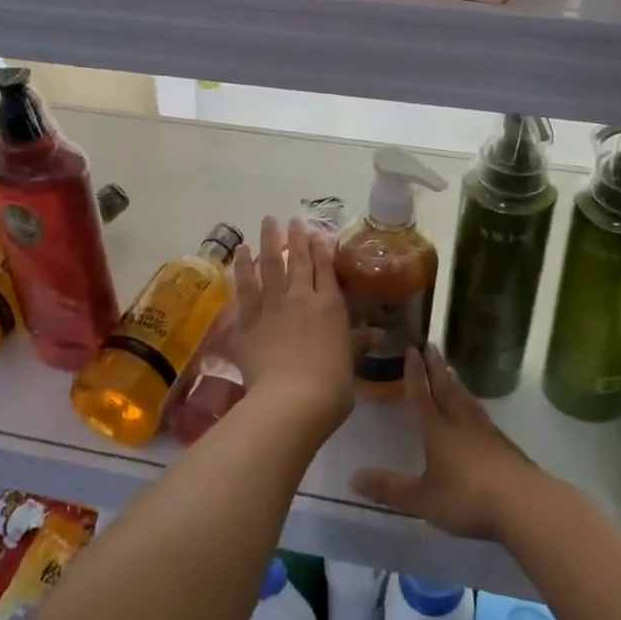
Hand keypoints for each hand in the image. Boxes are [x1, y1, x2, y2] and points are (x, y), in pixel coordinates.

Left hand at [231, 217, 356, 435]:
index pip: (325, 269)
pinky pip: (244, 289)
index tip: (315, 231)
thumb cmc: (331, 385)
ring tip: (267, 221)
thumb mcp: (351, 362)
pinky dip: (242, 268)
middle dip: (295, 237)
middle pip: (297, 260)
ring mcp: (272, 307)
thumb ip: (359, 343)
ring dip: (267, 242)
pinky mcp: (248, 322)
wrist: (293, 400)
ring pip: (269, 266)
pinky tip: (240, 252)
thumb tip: (379, 335)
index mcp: (329, 306)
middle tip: (290, 219)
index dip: (320, 248)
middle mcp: (300, 298)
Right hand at [351, 346, 538, 541]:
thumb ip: (390, 488)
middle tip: (430, 345)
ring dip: (455, 383)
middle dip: (435, 368)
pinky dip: (473, 404)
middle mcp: (460, 423)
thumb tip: (352, 477)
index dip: (414, 374)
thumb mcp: (422, 499)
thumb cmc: (466, 498)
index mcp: (437, 431)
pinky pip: (482, 415)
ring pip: (466, 400)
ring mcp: (485, 432)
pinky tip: (476, 409)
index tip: (411, 349)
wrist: (522, 503)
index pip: (422, 396)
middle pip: (446, 389)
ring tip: (451, 369)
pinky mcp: (504, 446)